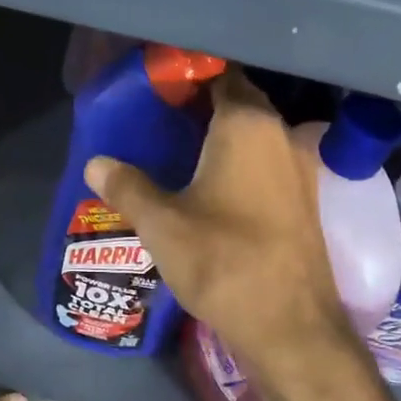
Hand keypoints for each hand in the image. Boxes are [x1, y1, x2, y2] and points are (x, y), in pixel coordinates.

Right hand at [83, 67, 353, 382]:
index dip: (190, 75)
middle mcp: (281, 135)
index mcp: (247, 125)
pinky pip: (268, 163)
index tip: (159, 84)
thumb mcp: (162, 224)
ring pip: (257, 135)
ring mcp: (300, 168)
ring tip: (181, 148)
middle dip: (204, 104)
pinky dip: (242, 162)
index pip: (220, 75)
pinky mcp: (305, 200)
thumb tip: (95, 164)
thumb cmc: (223, 261)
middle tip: (162, 115)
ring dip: (224, 136)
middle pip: (240, 103)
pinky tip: (214, 185)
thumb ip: (128, 187)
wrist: (290, 326)